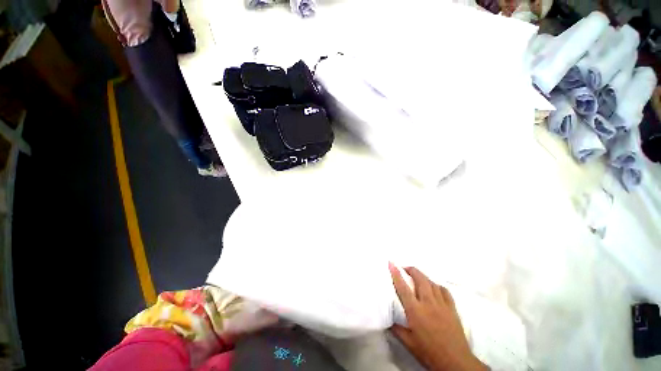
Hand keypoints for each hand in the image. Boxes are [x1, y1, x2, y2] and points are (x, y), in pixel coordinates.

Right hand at [389, 263, 487, 370]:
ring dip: (423, 277)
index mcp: (415, 310)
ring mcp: (442, 304)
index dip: (396, 273)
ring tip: (417, 278)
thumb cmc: (429, 352)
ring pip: (431, 282)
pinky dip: (437, 286)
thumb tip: (387, 319)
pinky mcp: (452, 308)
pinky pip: (444, 290)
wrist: (455, 362)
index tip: (391, 263)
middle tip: (405, 269)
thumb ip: (396, 329)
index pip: (403, 287)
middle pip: (420, 279)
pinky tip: (434, 288)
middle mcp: (428, 303)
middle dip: (411, 270)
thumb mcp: (408, 343)